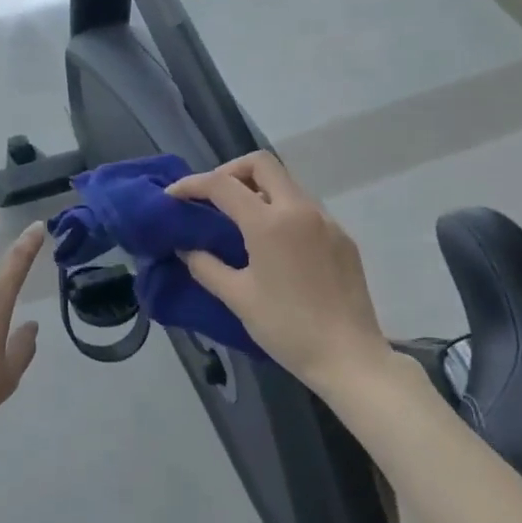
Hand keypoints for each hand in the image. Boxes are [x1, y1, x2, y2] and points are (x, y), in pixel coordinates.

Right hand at [169, 153, 396, 391]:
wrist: (349, 357)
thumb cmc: (286, 327)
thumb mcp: (237, 297)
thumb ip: (206, 266)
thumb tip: (187, 248)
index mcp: (270, 222)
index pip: (223, 185)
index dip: (192, 184)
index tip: (172, 196)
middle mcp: (300, 210)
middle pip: (261, 164)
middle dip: (229, 172)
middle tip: (210, 198)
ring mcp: (326, 222)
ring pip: (286, 184)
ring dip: (257, 190)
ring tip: (237, 221)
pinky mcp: (342, 238)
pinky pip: (305, 209)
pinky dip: (280, 211)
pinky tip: (272, 244)